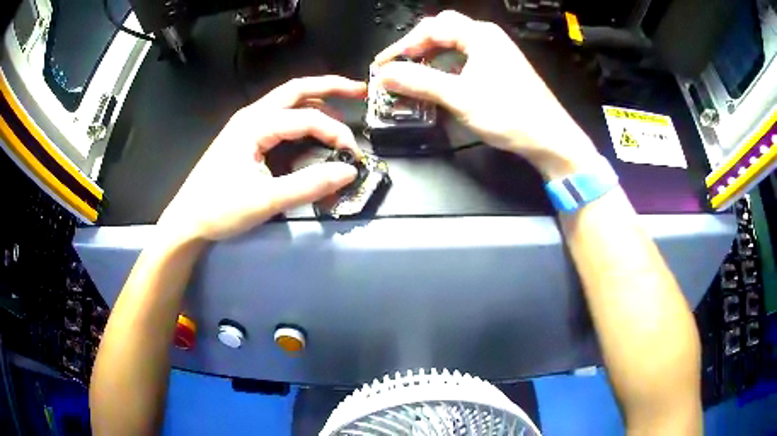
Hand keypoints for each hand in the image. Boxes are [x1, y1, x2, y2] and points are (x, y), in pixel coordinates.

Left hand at [158, 76, 366, 242]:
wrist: (187, 220)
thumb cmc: (220, 209)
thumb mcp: (266, 200)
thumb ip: (309, 185)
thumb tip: (349, 172)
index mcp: (255, 125)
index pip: (307, 118)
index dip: (335, 132)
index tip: (354, 155)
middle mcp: (252, 115)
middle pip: (297, 89)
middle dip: (331, 87)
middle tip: (360, 90)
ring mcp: (246, 124)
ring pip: (287, 100)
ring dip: (317, 100)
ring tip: (342, 109)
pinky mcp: (245, 136)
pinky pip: (280, 116)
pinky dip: (302, 115)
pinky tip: (313, 127)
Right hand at [374, 10, 598, 178]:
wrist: (551, 138)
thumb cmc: (509, 115)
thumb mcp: (460, 97)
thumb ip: (419, 82)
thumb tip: (384, 74)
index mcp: (479, 35)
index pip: (431, 28)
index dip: (403, 45)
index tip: (383, 66)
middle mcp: (488, 37)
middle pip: (443, 30)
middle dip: (417, 46)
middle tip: (399, 65)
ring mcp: (497, 52)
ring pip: (455, 44)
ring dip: (431, 56)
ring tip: (414, 74)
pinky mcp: (501, 68)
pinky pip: (467, 58)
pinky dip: (448, 66)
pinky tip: (441, 81)